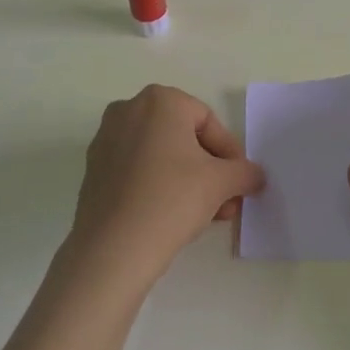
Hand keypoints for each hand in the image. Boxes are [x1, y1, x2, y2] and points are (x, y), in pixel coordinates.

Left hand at [71, 85, 263, 289]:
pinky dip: (159, 186)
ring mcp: (106, 139)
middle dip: (210, 170)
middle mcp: (128, 110)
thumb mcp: (221, 183)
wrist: (112, 249)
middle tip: (227, 201)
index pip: (208, 122)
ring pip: (161, 155)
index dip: (230, 153)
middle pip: (183, 138)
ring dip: (188, 181)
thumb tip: (255, 175)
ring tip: (207, 215)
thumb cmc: (172, 199)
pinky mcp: (94, 169)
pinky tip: (174, 217)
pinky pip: (137, 170)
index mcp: (160, 100)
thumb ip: (244, 172)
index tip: (241, 183)